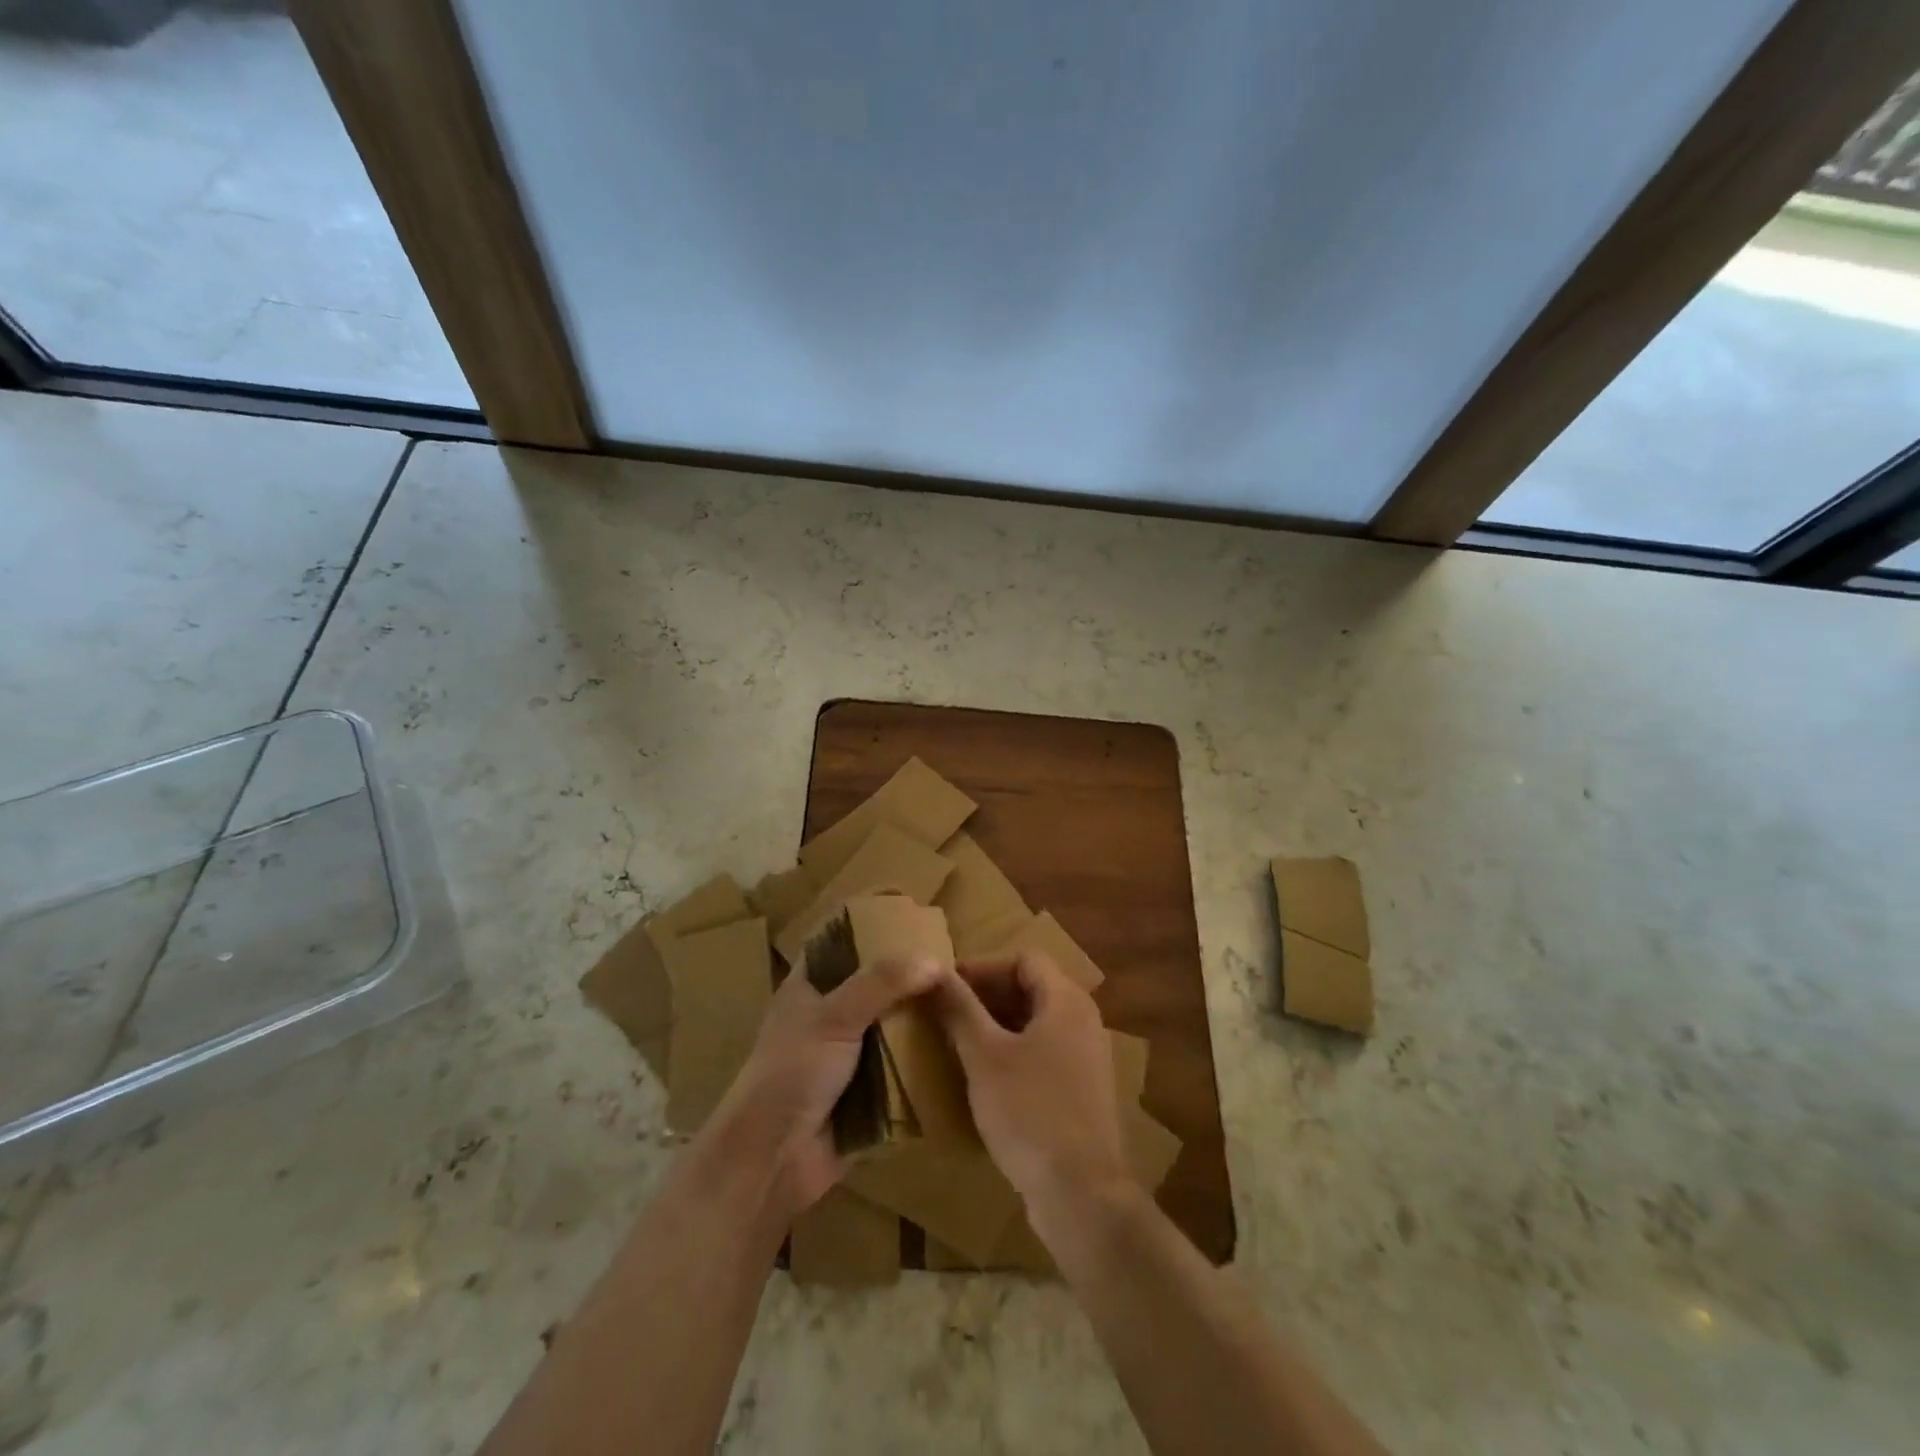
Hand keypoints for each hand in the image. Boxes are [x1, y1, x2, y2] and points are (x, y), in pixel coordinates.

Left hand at [710, 953, 941, 1221]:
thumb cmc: (792, 1073)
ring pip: (892, 1025)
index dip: (870, 928)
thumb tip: (934, 959)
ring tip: (966, 999)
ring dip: (921, 1018)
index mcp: (809, 986)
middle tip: (956, 962)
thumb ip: (881, 982)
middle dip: (909, 975)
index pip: (840, 943)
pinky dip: (923, 1058)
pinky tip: (959, 1045)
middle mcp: (830, 1014)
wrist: (772, 1160)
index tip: (913, 917)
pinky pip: (901, 1066)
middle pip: (875, 984)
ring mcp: (849, 1054)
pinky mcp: (868, 1090)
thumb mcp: (833, 1016)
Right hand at [932, 950, 1127, 1220]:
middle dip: (987, 996)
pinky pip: (1045, 1052)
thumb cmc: (1029, 1111)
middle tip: (946, 1012)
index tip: (945, 985)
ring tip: (959, 1041)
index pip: (1023, 959)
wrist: (1081, 1193)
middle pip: (1032, 988)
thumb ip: (959, 1009)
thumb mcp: (984, 1056)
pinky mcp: (1083, 1090)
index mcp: (1066, 1000)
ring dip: (998, 1025)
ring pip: (1037, 1022)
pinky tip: (986, 1076)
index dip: (982, 967)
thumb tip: (933, 971)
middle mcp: (1084, 1019)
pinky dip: (1015, 1051)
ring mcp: (1087, 1056)